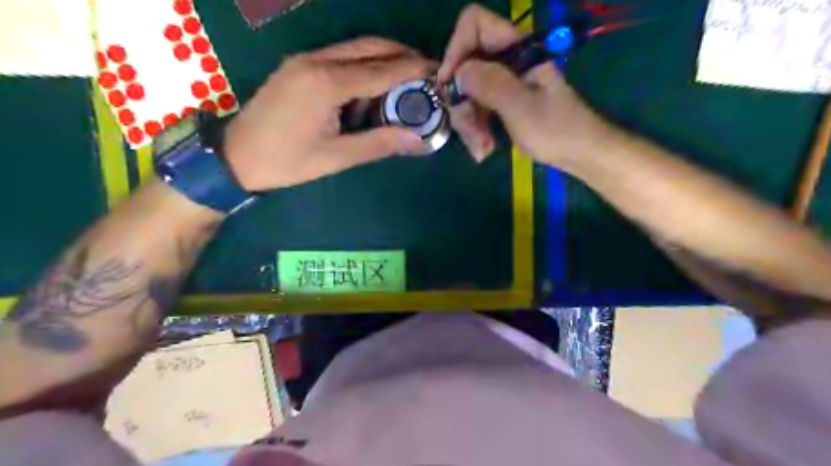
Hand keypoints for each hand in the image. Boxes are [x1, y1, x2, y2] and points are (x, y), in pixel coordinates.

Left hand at [224, 36, 430, 191]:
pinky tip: (369, 93)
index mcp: (327, 83)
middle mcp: (316, 61)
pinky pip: (338, 58)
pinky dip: (362, 69)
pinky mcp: (298, 66)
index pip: (382, 69)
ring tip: (404, 86)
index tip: (438, 73)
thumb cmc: (287, 161)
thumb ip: (378, 143)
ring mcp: (304, 60)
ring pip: (355, 49)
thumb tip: (416, 138)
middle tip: (426, 74)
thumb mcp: (336, 157)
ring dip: (383, 62)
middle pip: (370, 47)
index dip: (414, 69)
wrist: (236, 156)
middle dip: (402, 56)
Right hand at [438, 4, 611, 166]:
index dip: (457, 48)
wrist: (579, 154)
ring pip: (467, 94)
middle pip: (465, 68)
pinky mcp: (500, 104)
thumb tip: (458, 72)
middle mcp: (505, 62)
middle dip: (462, 103)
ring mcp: (502, 84)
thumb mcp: (522, 107)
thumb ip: (491, 84)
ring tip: (482, 150)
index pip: (476, 25)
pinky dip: (476, 132)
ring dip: (469, 124)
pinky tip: (484, 150)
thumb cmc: (557, 129)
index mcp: (516, 50)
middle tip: (471, 132)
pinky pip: (476, 111)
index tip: (449, 83)